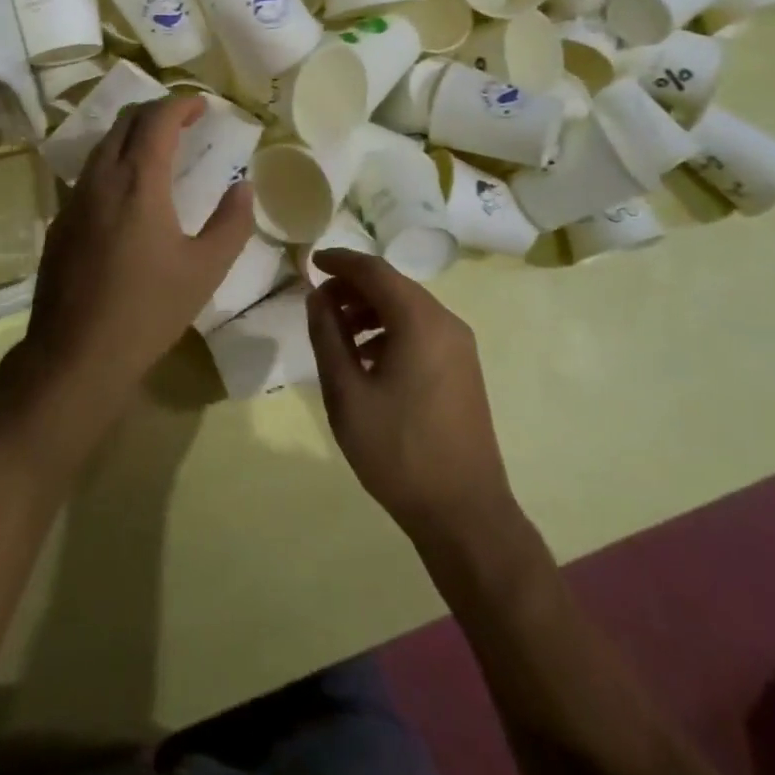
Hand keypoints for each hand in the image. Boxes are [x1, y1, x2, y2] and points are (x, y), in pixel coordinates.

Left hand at [23, 95, 253, 400]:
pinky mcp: (59, 222)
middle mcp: (100, 179)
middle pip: (125, 122)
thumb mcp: (205, 269)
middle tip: (184, 119)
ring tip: (159, 148)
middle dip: (156, 111)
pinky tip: (128, 192)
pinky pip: (89, 174)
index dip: (181, 103)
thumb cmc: (148, 310)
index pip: (156, 119)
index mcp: (138, 182)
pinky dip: (114, 162)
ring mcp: (74, 200)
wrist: (75, 354)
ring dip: (132, 135)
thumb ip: (231, 222)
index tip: (202, 104)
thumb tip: (243, 186)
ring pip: (102, 146)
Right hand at [306, 249, 517, 543]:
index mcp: (420, 321)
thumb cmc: (398, 451)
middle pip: (393, 285)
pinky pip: (421, 330)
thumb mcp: (346, 393)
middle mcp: (446, 322)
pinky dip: (390, 329)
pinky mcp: (463, 368)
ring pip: (408, 307)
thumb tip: (318, 297)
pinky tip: (367, 359)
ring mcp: (460, 346)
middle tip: (318, 304)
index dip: (340, 261)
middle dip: (353, 287)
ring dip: (370, 310)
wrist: (464, 513)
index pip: (374, 270)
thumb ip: (328, 336)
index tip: (310, 262)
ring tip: (337, 333)